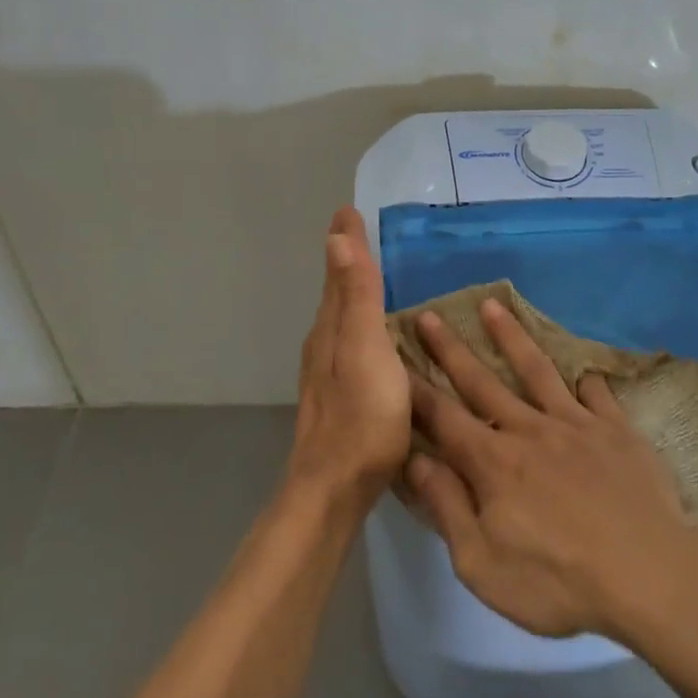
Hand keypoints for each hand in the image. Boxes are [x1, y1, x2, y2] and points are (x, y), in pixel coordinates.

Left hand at [288, 207, 411, 507]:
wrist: (334, 488)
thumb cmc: (361, 416)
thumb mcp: (365, 349)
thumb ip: (355, 297)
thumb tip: (336, 239)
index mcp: (332, 328)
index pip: (339, 272)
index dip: (346, 242)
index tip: (347, 210)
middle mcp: (324, 345)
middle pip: (335, 292)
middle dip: (345, 261)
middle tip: (357, 234)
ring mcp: (328, 374)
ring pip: (339, 319)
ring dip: (350, 292)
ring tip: (367, 276)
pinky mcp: (340, 397)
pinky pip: (349, 344)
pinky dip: (358, 324)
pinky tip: (373, 339)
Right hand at [403, 298, 697, 640]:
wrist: (651, 575)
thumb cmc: (559, 582)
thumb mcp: (483, 565)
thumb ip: (447, 508)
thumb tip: (415, 461)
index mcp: (493, 462)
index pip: (443, 417)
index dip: (416, 389)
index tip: (396, 357)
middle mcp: (529, 429)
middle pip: (481, 381)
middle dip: (450, 349)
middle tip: (428, 316)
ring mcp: (576, 424)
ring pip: (535, 370)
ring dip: (510, 337)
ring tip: (493, 305)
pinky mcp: (616, 430)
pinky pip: (597, 394)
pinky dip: (586, 380)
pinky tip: (583, 370)